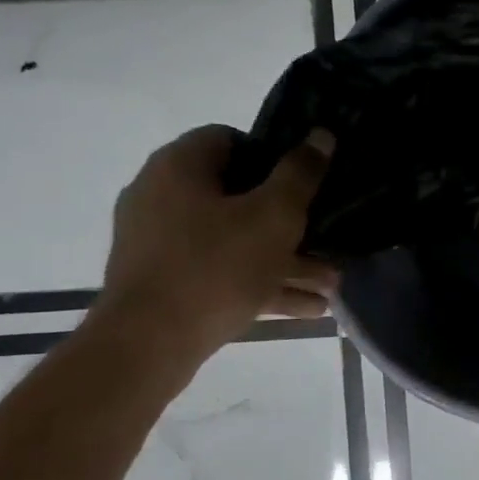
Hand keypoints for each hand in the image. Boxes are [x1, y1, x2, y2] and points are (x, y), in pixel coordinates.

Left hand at [91, 125, 335, 363]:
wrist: (148, 344)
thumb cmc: (216, 266)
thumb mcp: (274, 215)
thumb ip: (301, 174)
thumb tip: (321, 135)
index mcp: (179, 167)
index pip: (230, 139)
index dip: (273, 156)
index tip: (304, 182)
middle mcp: (162, 196)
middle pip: (237, 196)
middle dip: (289, 221)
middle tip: (326, 237)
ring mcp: (159, 243)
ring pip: (234, 241)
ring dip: (284, 260)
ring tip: (330, 283)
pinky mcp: (164, 282)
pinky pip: (221, 272)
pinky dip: (260, 284)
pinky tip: (308, 308)